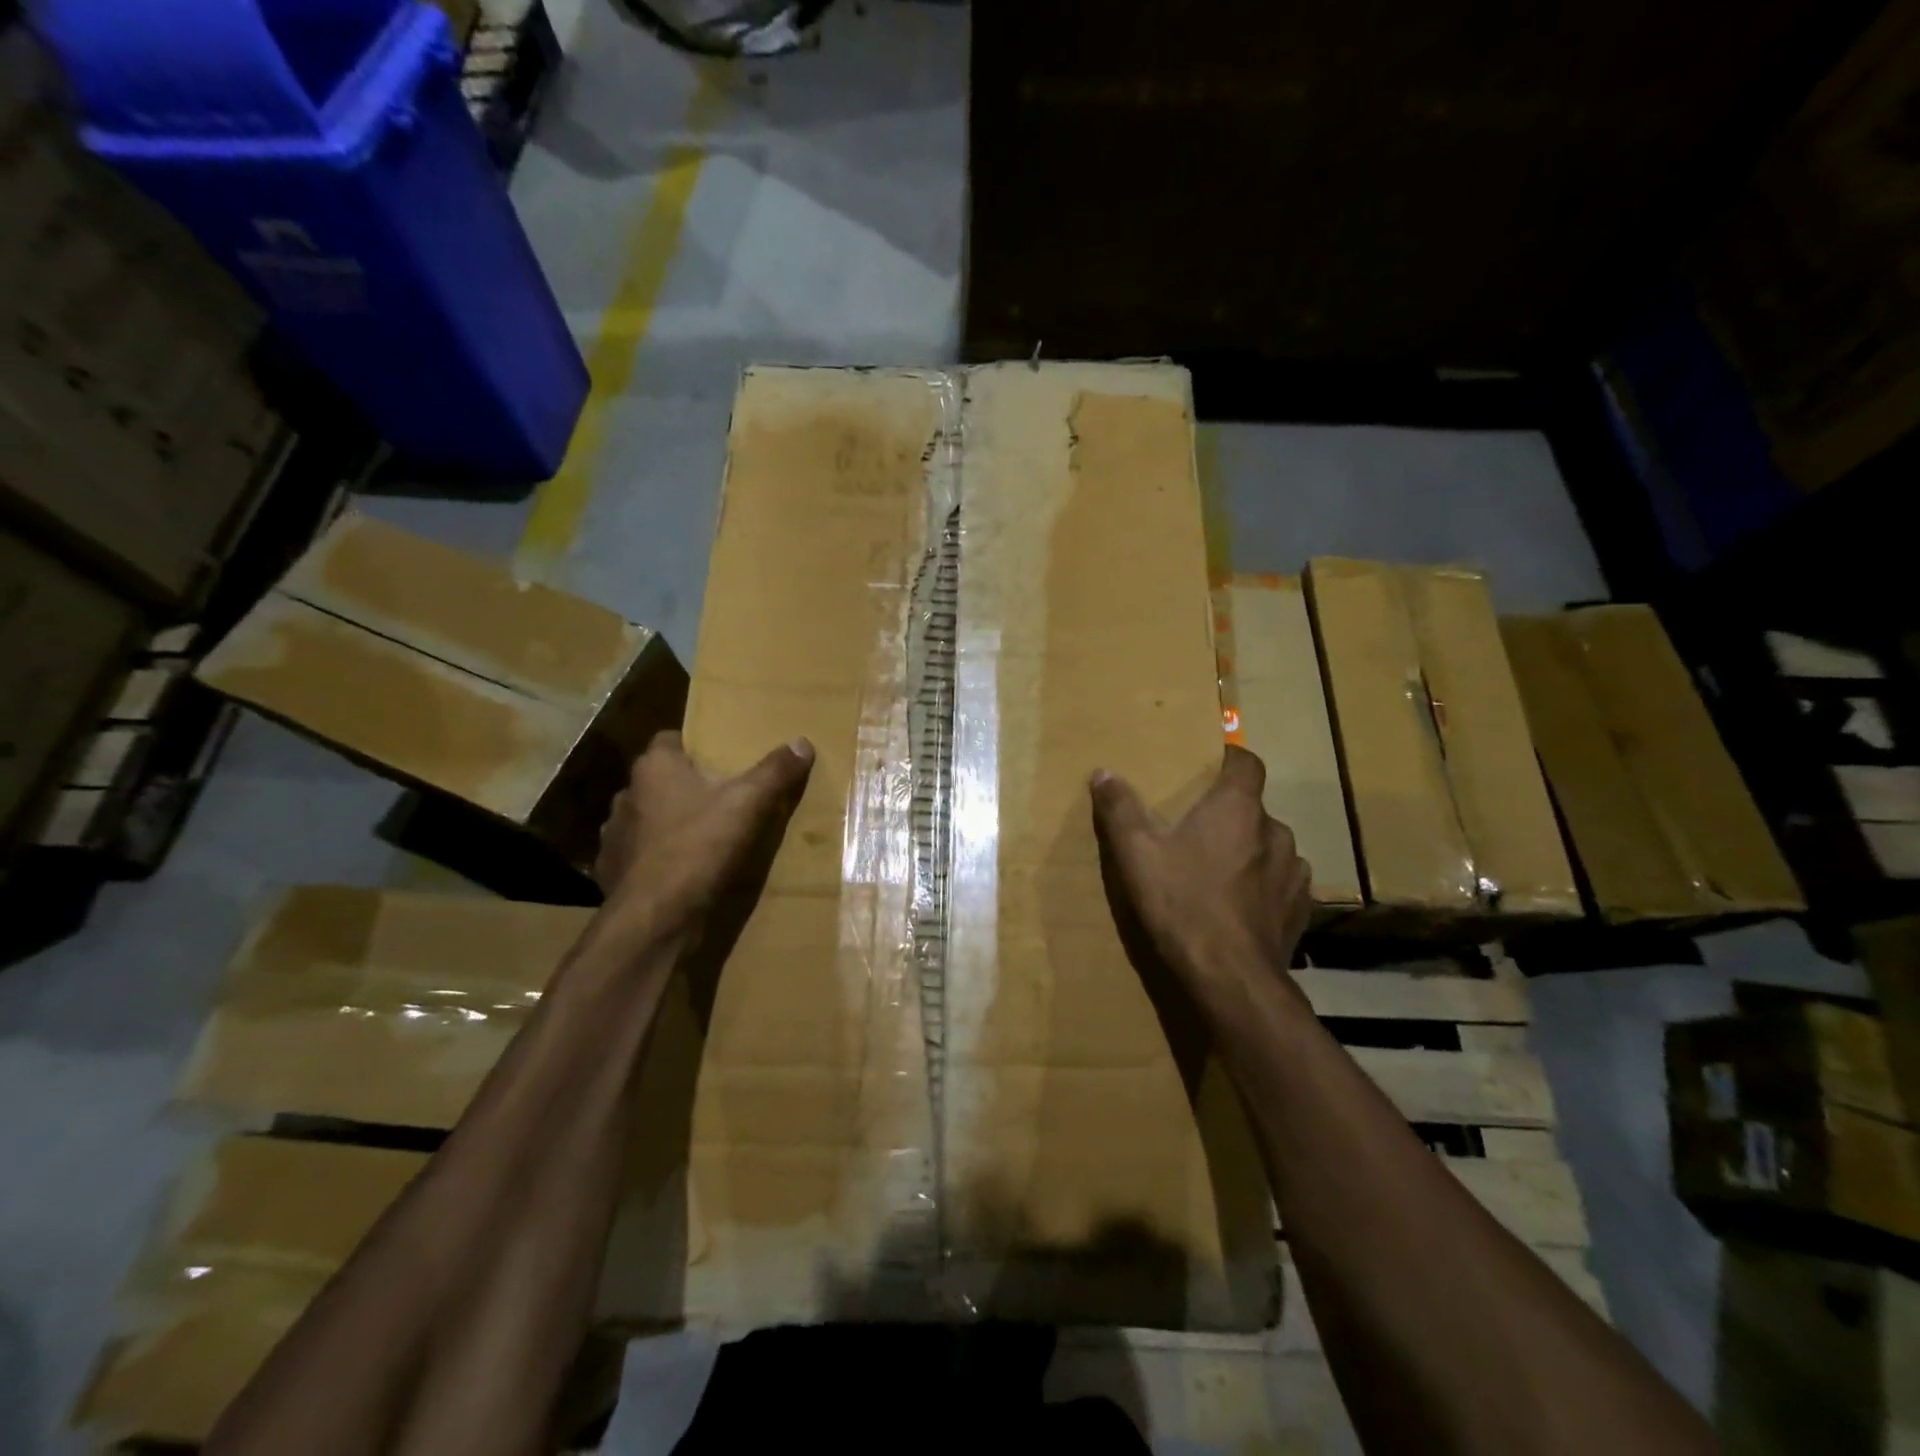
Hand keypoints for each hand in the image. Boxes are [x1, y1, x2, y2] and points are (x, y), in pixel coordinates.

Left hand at [594, 731, 814, 939]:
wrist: (653, 917)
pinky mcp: (613, 869)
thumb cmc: (698, 847)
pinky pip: (640, 852)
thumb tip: (802, 742)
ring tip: (703, 834)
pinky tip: (682, 868)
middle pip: (660, 779)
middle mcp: (627, 793)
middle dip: (686, 785)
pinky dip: (658, 855)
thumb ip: (774, 772)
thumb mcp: (748, 804)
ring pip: (648, 816)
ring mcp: (615, 833)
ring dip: (669, 821)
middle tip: (721, 796)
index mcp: (655, 767)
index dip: (694, 746)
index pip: (669, 739)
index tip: (720, 758)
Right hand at [1090, 746, 1312, 1009]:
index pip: (1247, 763)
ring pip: (1270, 847)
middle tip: (1198, 834)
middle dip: (1230, 816)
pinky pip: (1282, 884)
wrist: (1230, 978)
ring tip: (1220, 874)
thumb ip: (1120, 808)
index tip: (1211, 767)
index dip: (1230, 760)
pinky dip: (1264, 886)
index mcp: (1237, 808)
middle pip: (1254, 809)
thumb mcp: (1136, 854)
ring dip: (1250, 852)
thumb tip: (1103, 772)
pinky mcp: (1300, 909)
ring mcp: (1294, 871)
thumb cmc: (1182, 903)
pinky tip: (1241, 907)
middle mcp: (1275, 831)